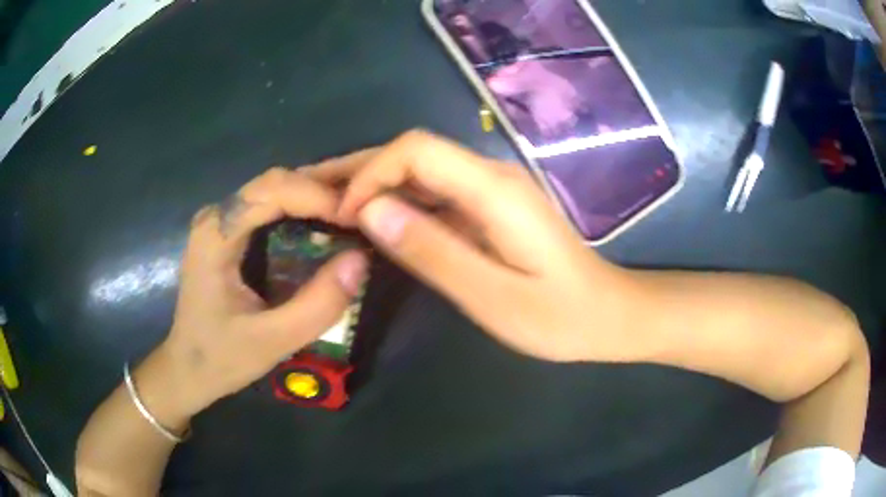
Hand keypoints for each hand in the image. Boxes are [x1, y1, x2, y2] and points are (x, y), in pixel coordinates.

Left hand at [150, 168, 368, 422]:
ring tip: (350, 220)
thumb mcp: (273, 341)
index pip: (273, 189)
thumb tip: (361, 259)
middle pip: (275, 182)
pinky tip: (324, 229)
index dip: (319, 196)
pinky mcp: (228, 233)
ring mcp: (220, 222)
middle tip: (362, 216)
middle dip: (321, 192)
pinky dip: (301, 212)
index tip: (358, 219)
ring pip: (274, 190)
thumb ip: (318, 304)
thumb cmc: (221, 358)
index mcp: (216, 233)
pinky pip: (270, 208)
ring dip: (314, 199)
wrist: (187, 370)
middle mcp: (216, 216)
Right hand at [304, 130, 644, 362]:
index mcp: (494, 189)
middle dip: (359, 169)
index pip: (416, 150)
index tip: (341, 216)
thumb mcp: (492, 296)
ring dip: (373, 184)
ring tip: (328, 206)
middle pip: (414, 152)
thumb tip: (369, 211)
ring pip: (419, 170)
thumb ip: (433, 251)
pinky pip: (433, 192)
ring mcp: (491, 189)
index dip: (370, 173)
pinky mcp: (489, 207)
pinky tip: (373, 222)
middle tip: (312, 192)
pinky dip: (396, 202)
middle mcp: (491, 175)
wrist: (606, 314)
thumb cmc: (558, 317)